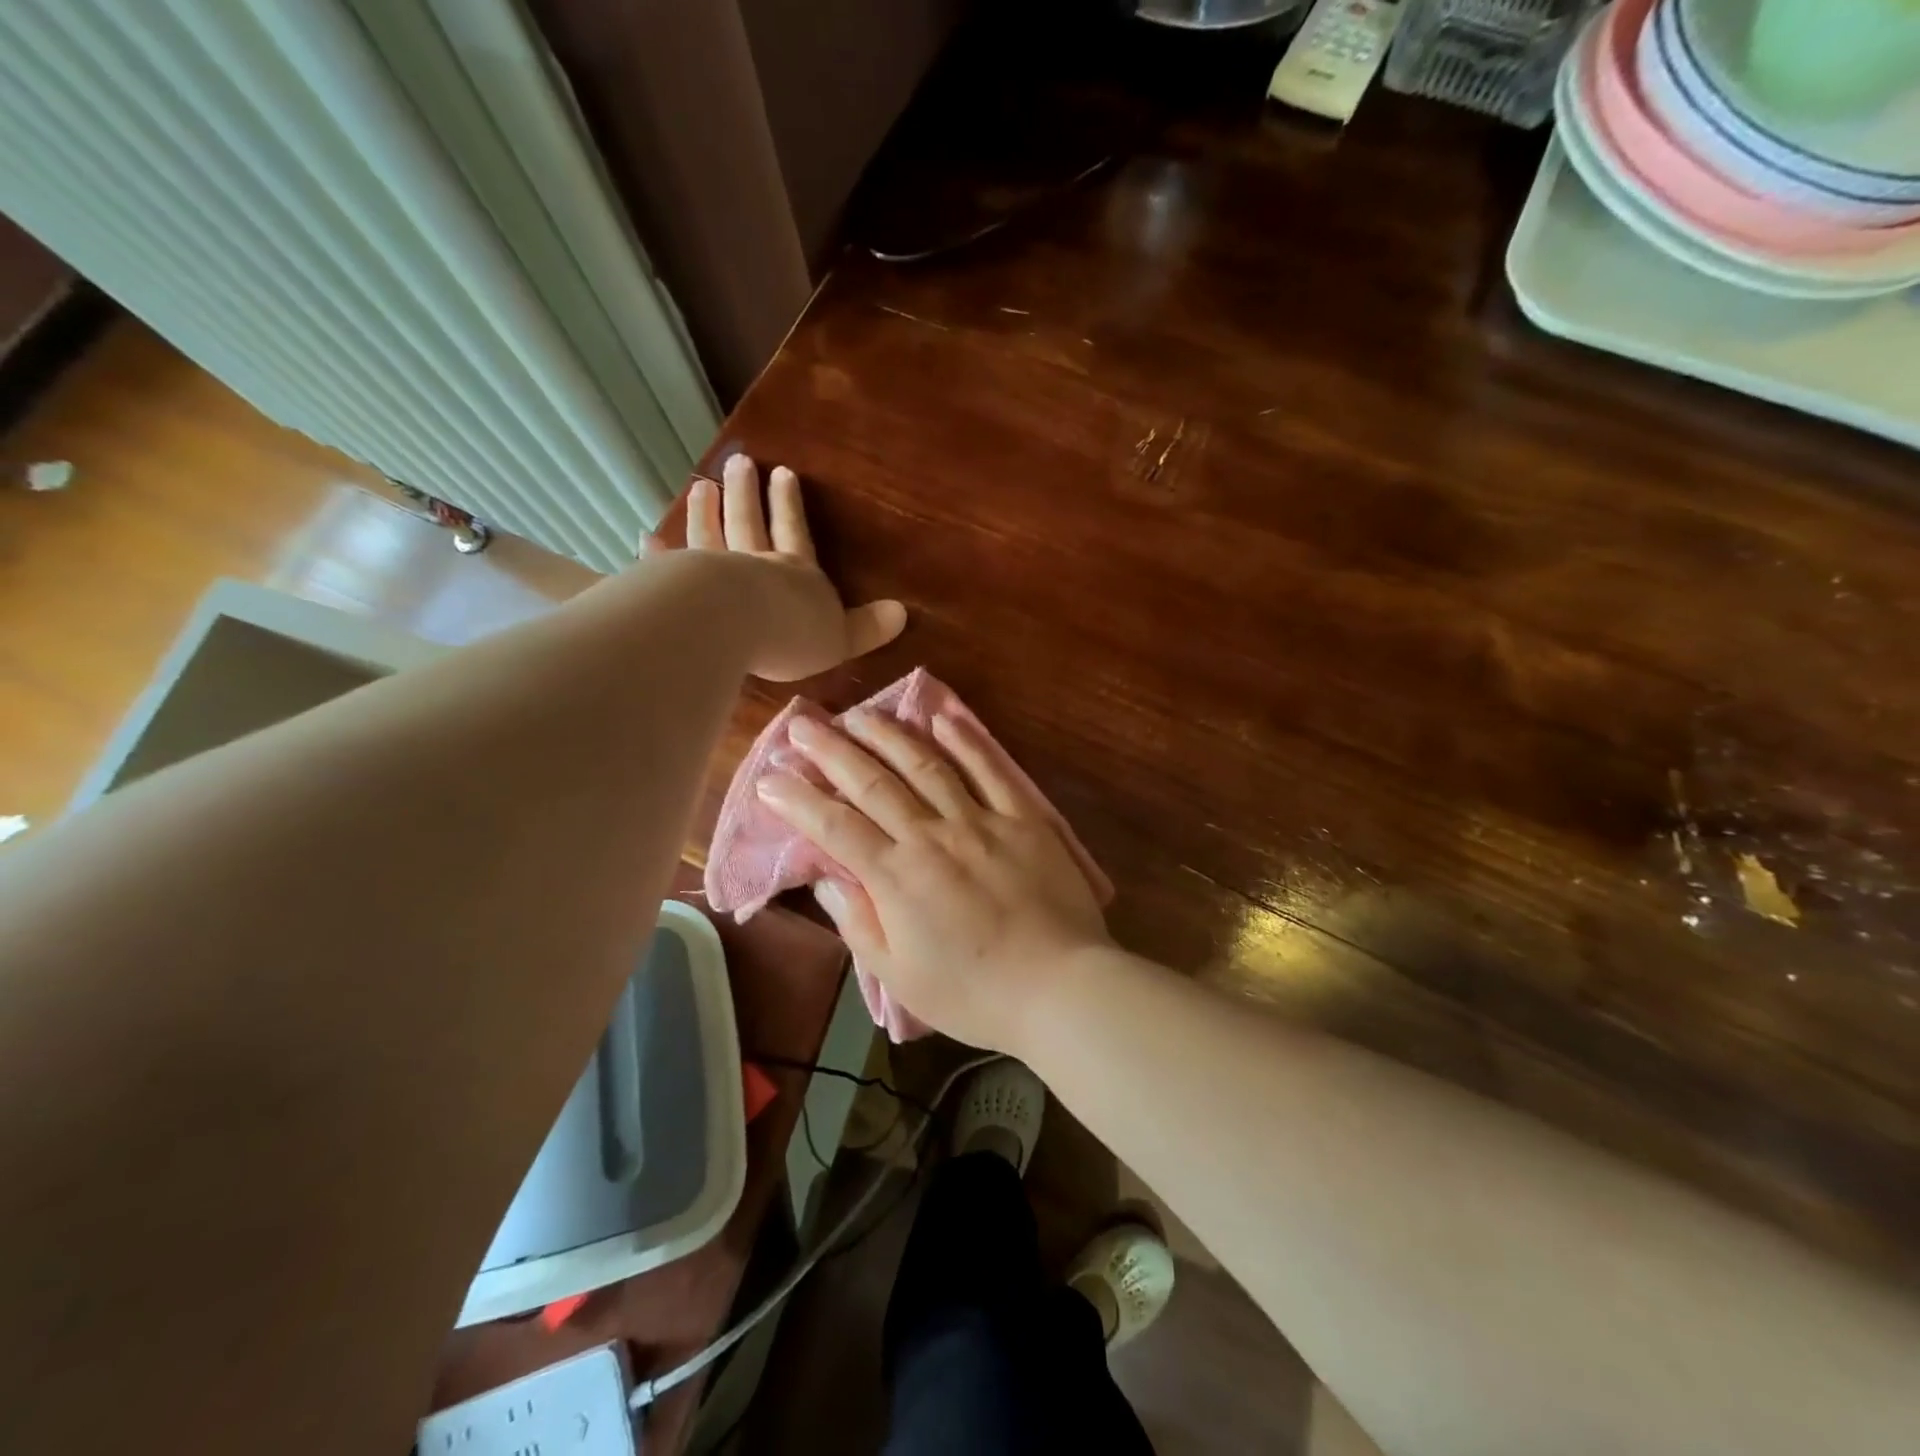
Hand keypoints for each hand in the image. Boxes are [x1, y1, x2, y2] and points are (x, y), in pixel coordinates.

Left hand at [680, 455, 905, 681]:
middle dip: (747, 494)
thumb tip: (903, 612)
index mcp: (796, 573)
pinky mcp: (678, 587)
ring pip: (710, 536)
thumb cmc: (793, 633)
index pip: (795, 532)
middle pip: (749, 522)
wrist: (736, 626)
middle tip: (739, 461)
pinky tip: (646, 538)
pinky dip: (658, 552)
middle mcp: (754, 564)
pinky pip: (668, 566)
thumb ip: (866, 627)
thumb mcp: (841, 637)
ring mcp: (713, 572)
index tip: (783, 474)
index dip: (790, 505)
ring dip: (706, 511)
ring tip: (701, 486)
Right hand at [756, 711, 1113, 1051]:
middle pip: (872, 782)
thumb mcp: (900, 977)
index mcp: (897, 878)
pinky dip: (965, 740)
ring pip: (925, 764)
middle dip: (831, 749)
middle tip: (802, 723)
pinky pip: (989, 769)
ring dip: (887, 734)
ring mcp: (980, 820)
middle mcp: (931, 836)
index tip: (770, 777)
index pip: (834, 827)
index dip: (798, 799)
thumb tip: (826, 880)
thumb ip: (858, 923)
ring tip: (859, 713)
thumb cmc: (974, 994)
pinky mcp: (1023, 817)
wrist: (1059, 987)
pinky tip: (941, 717)